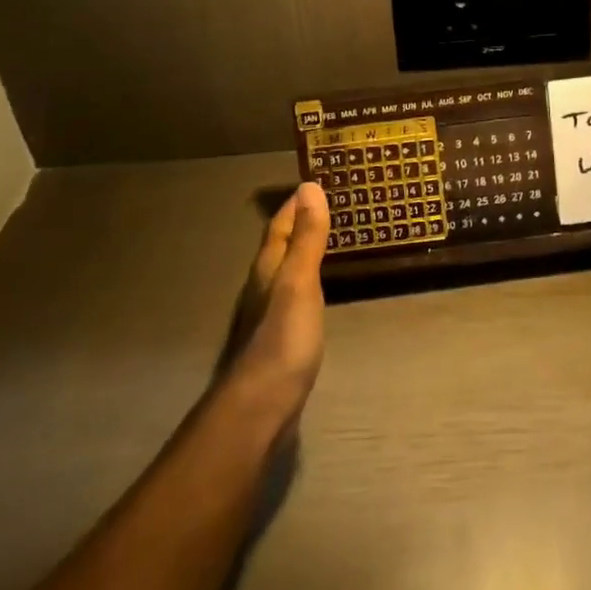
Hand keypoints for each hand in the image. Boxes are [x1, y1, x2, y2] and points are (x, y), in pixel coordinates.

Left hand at [226, 182, 328, 422]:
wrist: (263, 406)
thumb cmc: (283, 338)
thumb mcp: (300, 281)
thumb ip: (307, 237)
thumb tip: (310, 186)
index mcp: (269, 268)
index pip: (279, 226)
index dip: (294, 205)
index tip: (313, 183)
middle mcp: (265, 286)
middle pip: (279, 247)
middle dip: (298, 225)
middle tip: (326, 206)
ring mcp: (270, 315)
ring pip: (286, 271)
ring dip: (303, 252)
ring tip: (328, 240)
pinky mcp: (281, 339)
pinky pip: (295, 295)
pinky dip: (308, 280)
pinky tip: (319, 289)